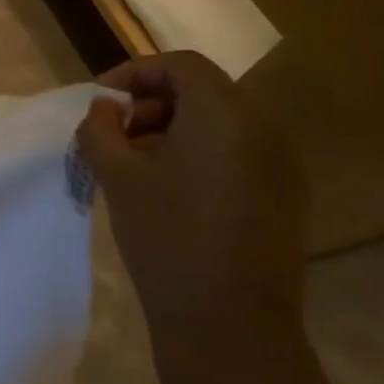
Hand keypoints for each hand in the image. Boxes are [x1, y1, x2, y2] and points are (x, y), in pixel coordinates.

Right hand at [77, 51, 305, 341]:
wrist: (229, 319)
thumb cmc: (166, 235)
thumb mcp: (116, 175)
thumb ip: (100, 129)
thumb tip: (105, 111)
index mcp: (225, 115)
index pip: (180, 65)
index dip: (134, 72)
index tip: (99, 102)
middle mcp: (264, 129)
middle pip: (203, 90)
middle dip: (150, 102)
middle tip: (115, 136)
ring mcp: (281, 164)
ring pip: (219, 122)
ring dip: (171, 129)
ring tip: (136, 166)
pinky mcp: (283, 196)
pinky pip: (236, 152)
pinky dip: (197, 154)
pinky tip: (168, 191)